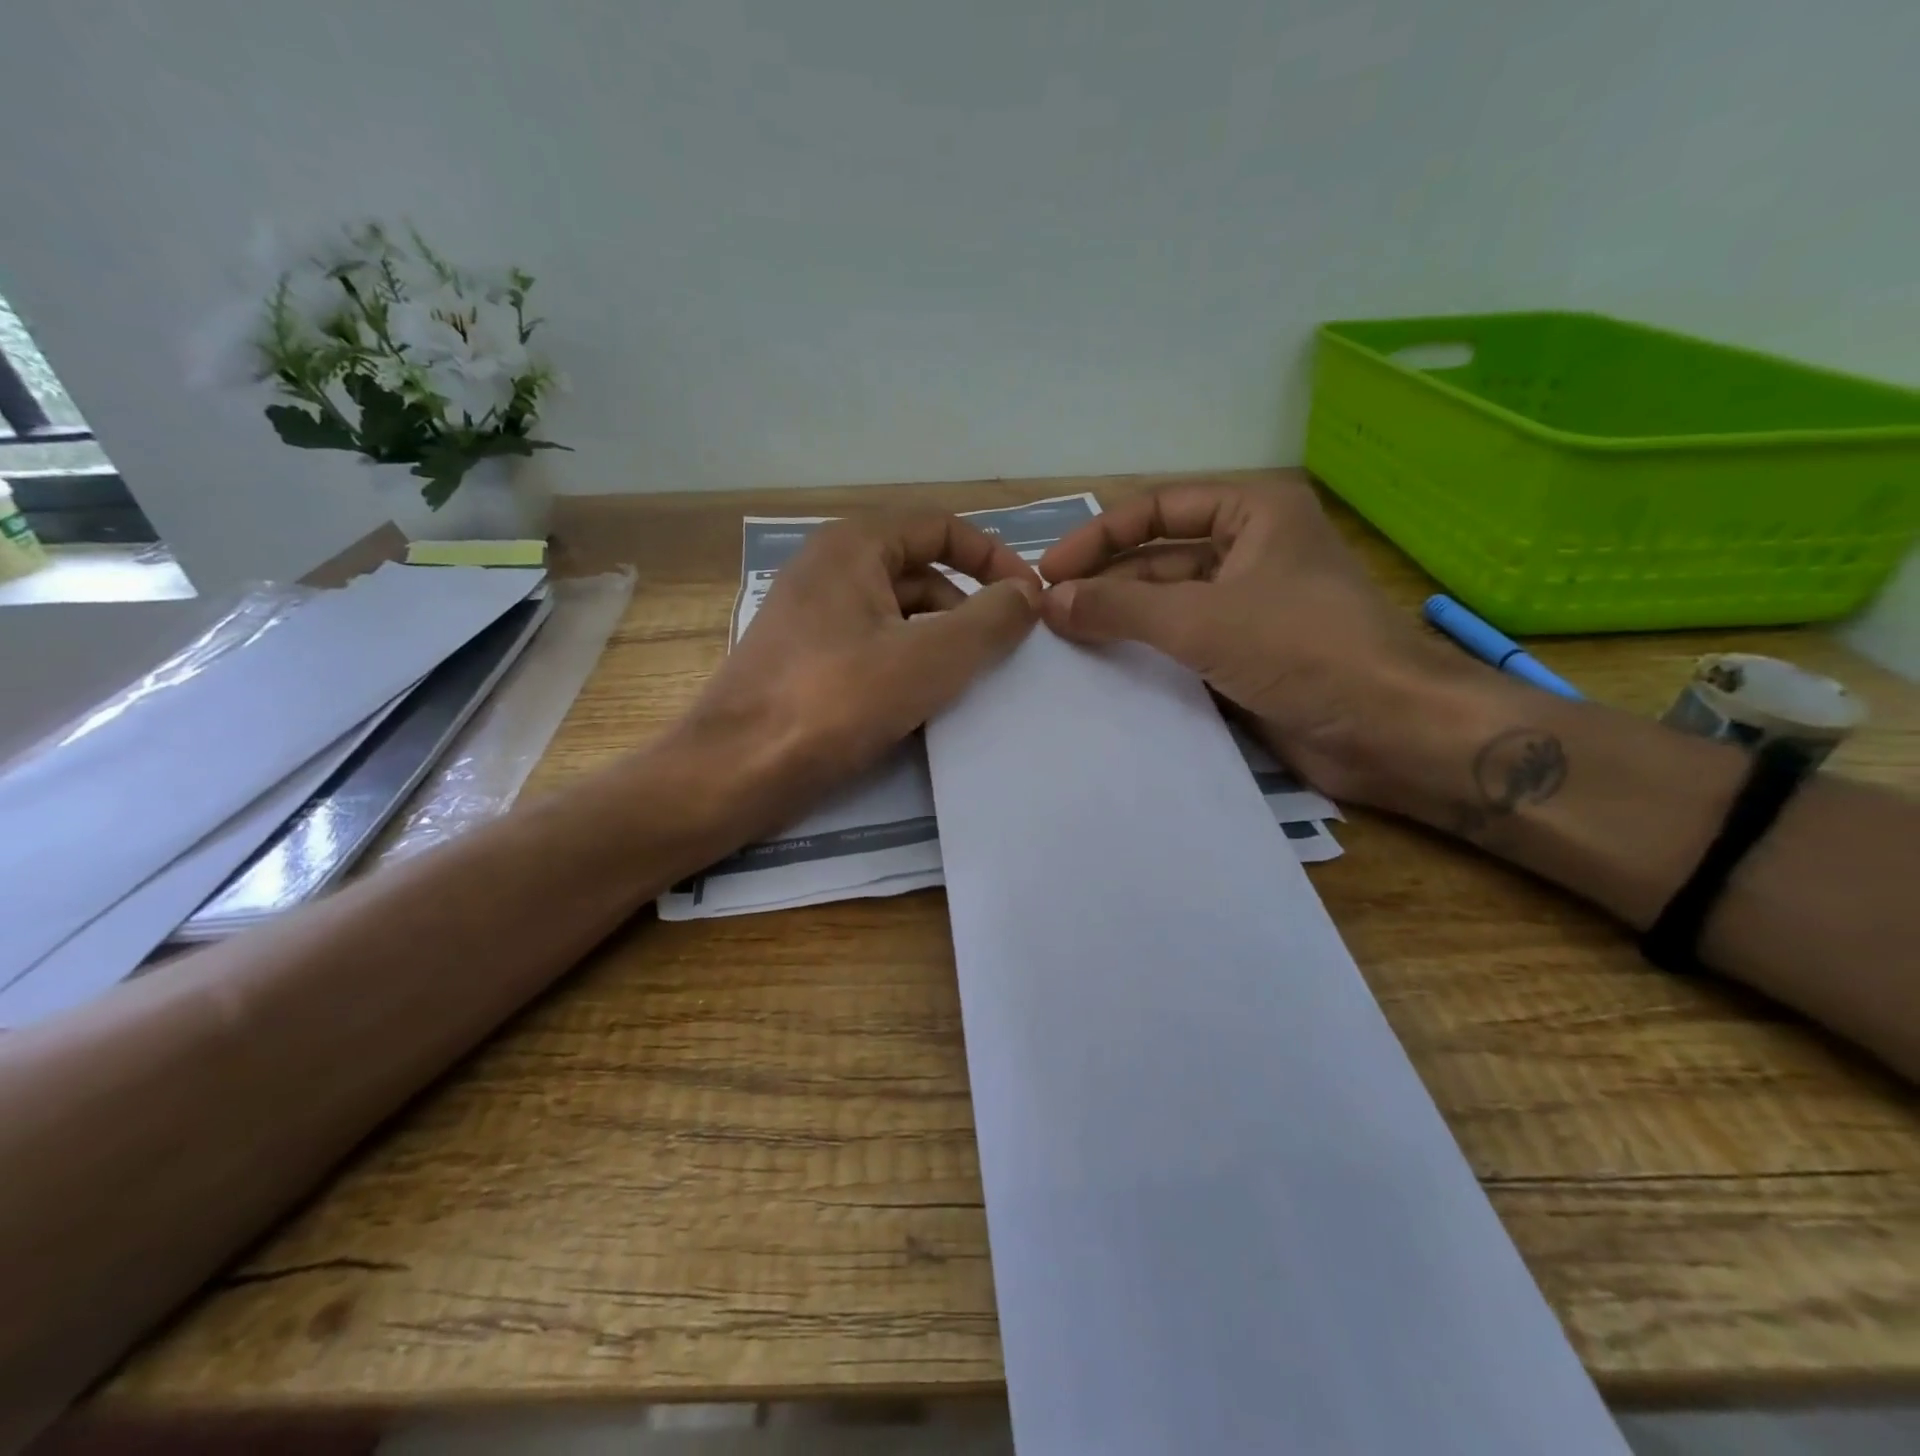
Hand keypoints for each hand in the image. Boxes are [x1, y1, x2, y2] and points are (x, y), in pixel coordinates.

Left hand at [682, 512, 1041, 823]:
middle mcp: (829, 569)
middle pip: (921, 571)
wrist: (735, 770)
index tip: (1029, 600)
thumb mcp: (930, 658)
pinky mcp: (806, 661)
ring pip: (898, 615)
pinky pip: (873, 648)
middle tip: (1005, 652)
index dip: (992, 557)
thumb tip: (1027, 594)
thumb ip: (990, 620)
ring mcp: (813, 617)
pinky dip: (908, 666)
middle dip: (969, 606)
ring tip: (973, 683)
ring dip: (941, 641)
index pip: (941, 527)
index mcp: (854, 546)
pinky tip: (928, 705)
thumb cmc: (835, 701)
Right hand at [1038, 479, 1471, 804]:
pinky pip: (1183, 645)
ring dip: (1120, 621)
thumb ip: (1121, 607)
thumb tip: (1050, 601)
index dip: (1099, 537)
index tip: (1048, 572)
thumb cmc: (1304, 649)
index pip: (1157, 510)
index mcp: (1254, 513)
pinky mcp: (1247, 656)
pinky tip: (1101, 671)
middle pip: (1158, 559)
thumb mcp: (1202, 619)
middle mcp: (1250, 552)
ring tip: (1062, 643)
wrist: (1389, 730)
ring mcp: (1249, 608)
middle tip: (1046, 615)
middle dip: (1105, 583)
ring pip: (1168, 605)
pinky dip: (1145, 655)